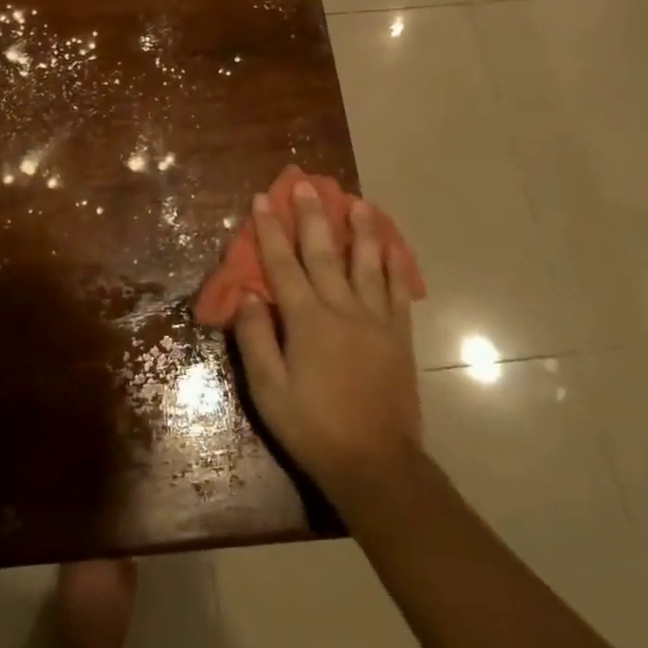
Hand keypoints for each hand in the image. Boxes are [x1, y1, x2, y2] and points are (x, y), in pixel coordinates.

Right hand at [232, 183, 423, 506]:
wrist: (375, 463)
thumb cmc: (312, 426)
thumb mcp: (269, 389)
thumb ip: (256, 339)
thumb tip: (249, 296)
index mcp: (306, 320)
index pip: (282, 265)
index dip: (270, 231)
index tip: (262, 200)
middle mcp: (341, 309)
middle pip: (323, 253)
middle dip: (312, 216)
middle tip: (306, 184)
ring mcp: (375, 320)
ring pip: (366, 263)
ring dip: (360, 230)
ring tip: (357, 201)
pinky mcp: (398, 336)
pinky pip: (397, 292)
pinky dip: (394, 266)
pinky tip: (392, 247)